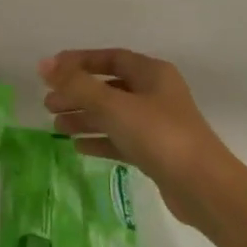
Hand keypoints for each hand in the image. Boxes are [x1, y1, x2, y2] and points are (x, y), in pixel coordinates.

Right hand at [39, 49, 231, 222]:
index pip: (110, 58)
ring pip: (113, 114)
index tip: (50, 71)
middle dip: (77, 93)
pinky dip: (99, 140)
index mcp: (152, 73)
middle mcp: (155, 94)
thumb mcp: (113, 105)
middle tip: (48, 104)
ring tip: (56, 126)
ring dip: (85, 118)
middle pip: (108, 87)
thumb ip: (77, 85)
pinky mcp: (156, 152)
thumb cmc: (159, 135)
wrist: (203, 187)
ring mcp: (157, 124)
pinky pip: (121, 139)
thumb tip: (44, 65)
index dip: (79, 62)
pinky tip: (78, 147)